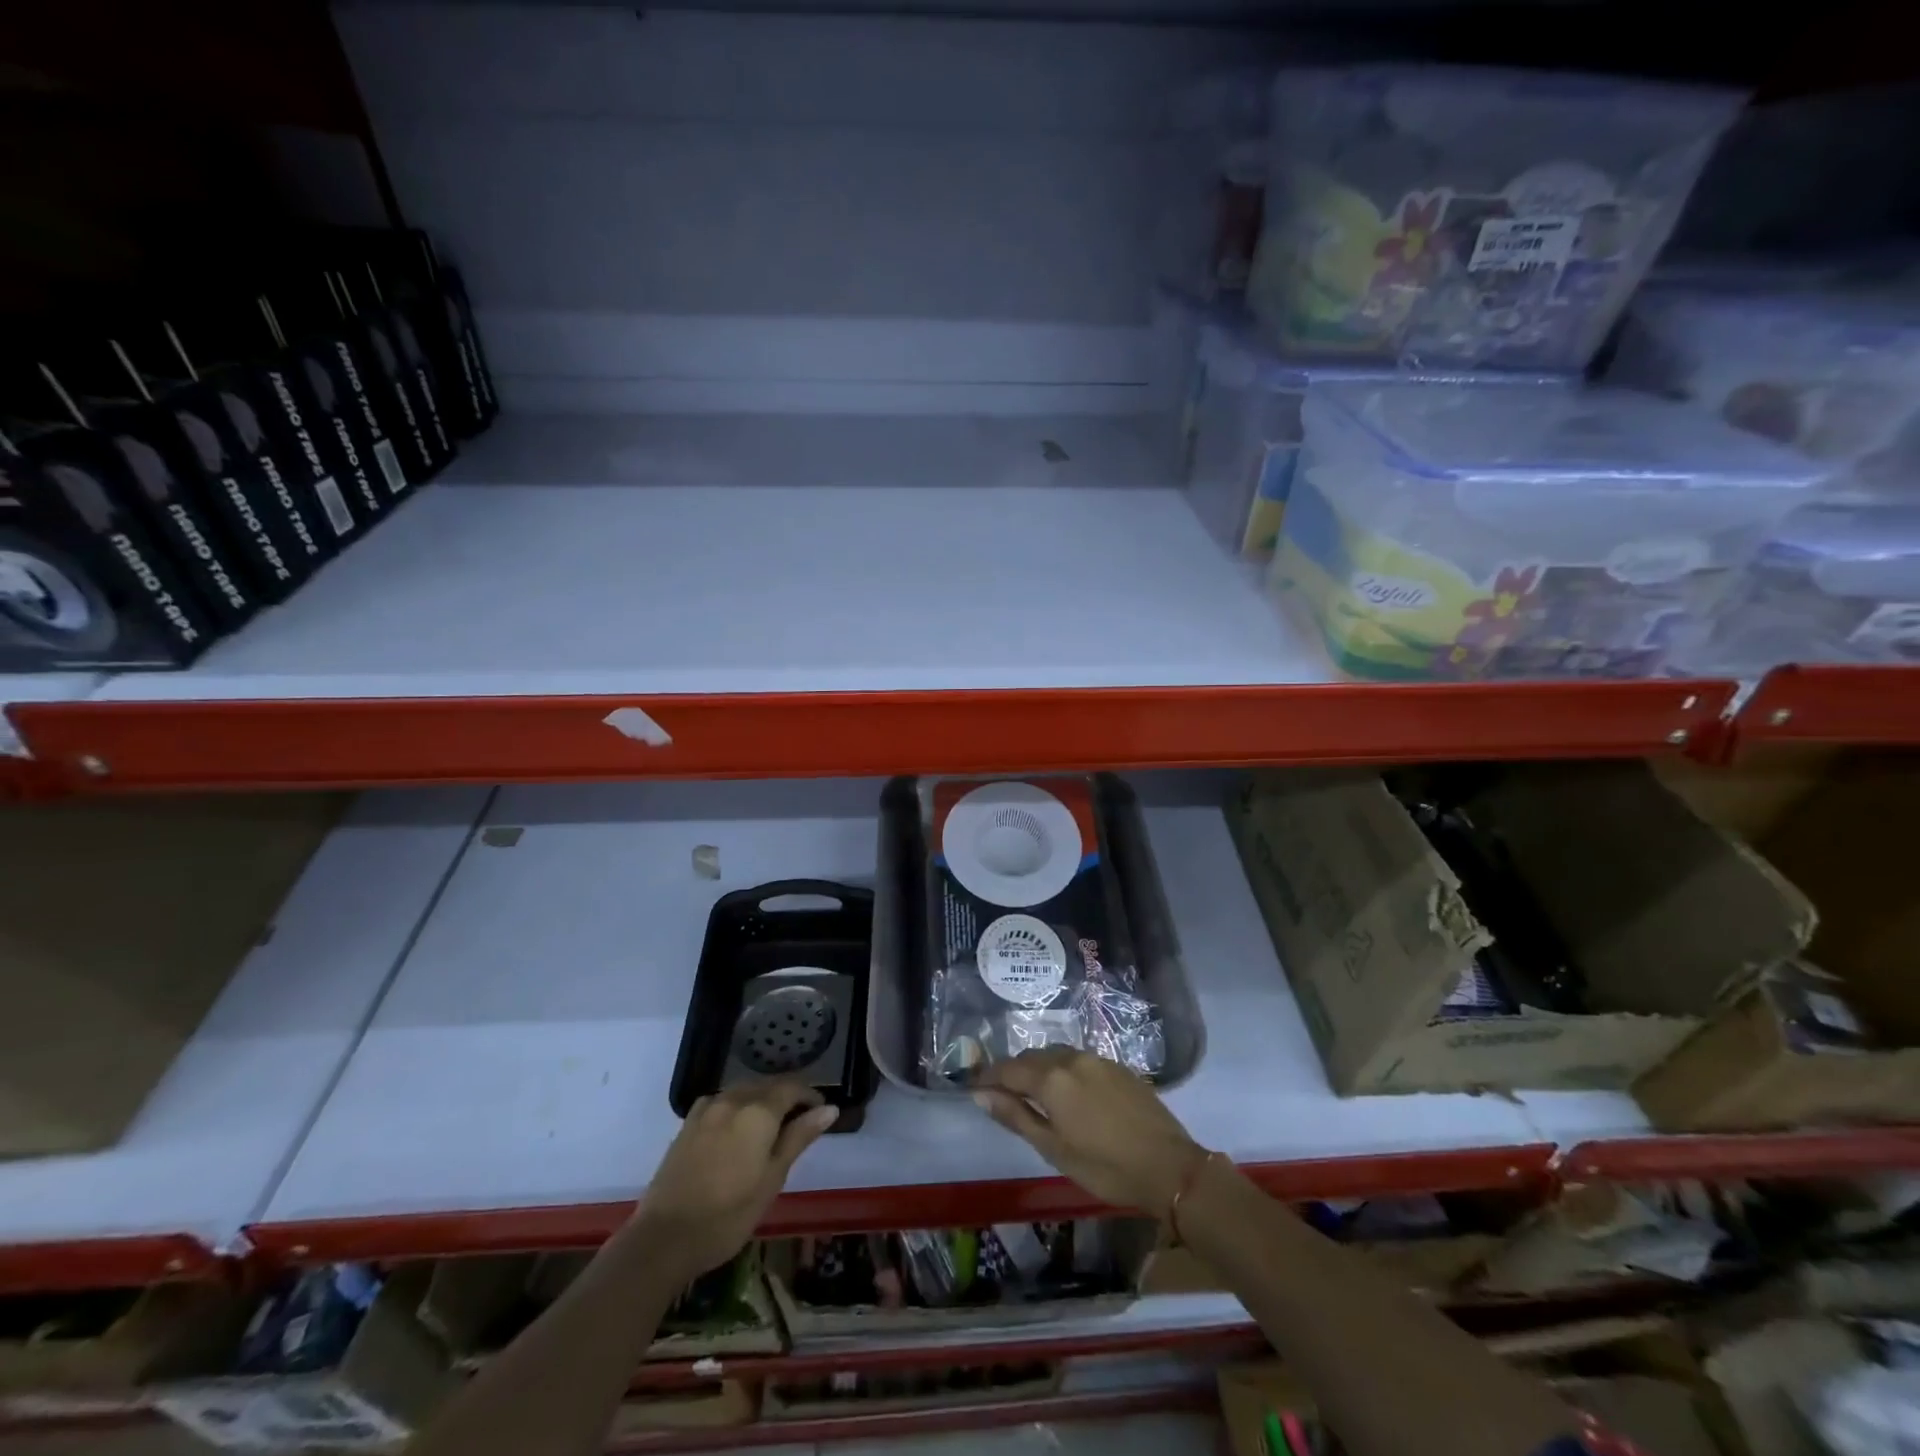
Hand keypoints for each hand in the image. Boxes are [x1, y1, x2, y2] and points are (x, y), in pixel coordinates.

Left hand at [642, 1082, 838, 1276]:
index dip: (810, 1096)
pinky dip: (737, 1105)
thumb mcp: (772, 1179)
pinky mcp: (688, 1123)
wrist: (664, 1238)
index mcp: (759, 1112)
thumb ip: (799, 1137)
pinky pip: (721, 1101)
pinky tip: (736, 1127)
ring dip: (762, 1099)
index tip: (820, 1113)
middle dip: (787, 1097)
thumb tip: (829, 1108)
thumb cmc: (728, 1215)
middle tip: (799, 1122)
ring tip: (770, 1125)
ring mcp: (707, 1109)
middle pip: (768, 1085)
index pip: (792, 1087)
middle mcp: (734, 1100)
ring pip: (744, 1090)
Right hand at [972, 1048, 1206, 1217]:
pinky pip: (1079, 1060)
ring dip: (1040, 1069)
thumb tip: (981, 1095)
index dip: (989, 1076)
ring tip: (1034, 1094)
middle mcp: (1072, 1058)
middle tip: (1003, 1094)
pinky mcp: (1118, 1066)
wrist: (1169, 1166)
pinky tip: (1069, 1093)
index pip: (1008, 1068)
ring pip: (1056, 1055)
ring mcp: (1098, 1059)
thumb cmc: (1105, 1166)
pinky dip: (1063, 1071)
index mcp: (1052, 1077)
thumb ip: (1016, 1117)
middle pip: (1032, 1057)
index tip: (974, 1086)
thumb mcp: (1053, 1149)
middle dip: (1014, 1072)